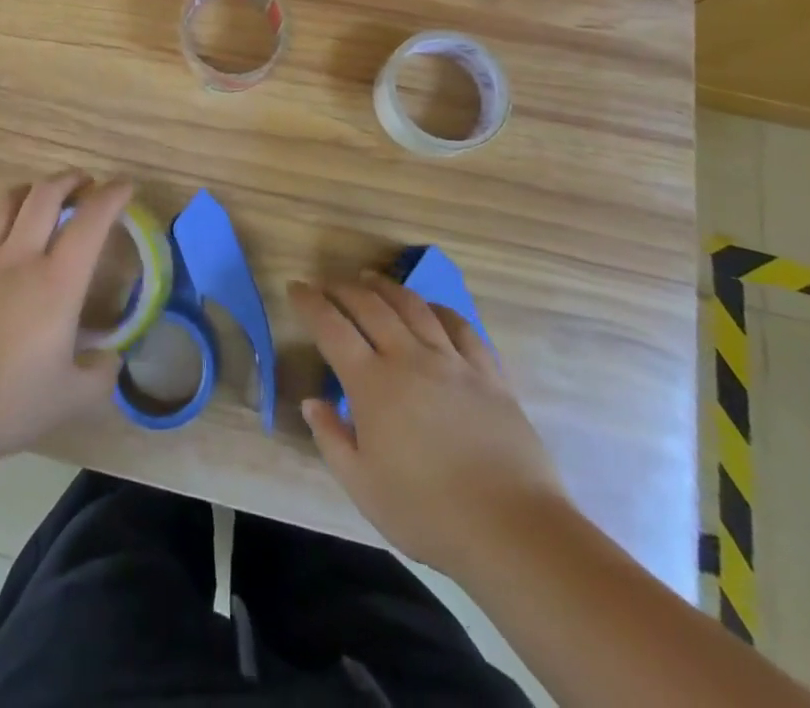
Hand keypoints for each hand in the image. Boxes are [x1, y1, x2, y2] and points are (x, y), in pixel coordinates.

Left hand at [0, 171, 127, 463]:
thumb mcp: (70, 398)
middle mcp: (19, 258)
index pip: (91, 220)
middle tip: (84, 182)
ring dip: (29, 191)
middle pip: (44, 194)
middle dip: (69, 179)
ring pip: (5, 203)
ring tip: (39, 197)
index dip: (111, 196)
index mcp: (57, 281)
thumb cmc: (7, 403)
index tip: (124, 185)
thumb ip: (99, 374)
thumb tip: (109, 358)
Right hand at [290, 274, 569, 571]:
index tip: (296, 288)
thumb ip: (331, 439)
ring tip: (370, 280)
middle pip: (370, 306)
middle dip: (343, 288)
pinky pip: (461, 327)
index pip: (331, 328)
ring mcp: (452, 362)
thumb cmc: (428, 513)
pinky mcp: (489, 374)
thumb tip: (312, 402)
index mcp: (372, 384)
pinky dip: (439, 309)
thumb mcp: (362, 487)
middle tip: (327, 283)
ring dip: (386, 287)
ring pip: (414, 306)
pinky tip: (431, 307)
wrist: (513, 530)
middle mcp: (409, 358)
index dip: (310, 303)